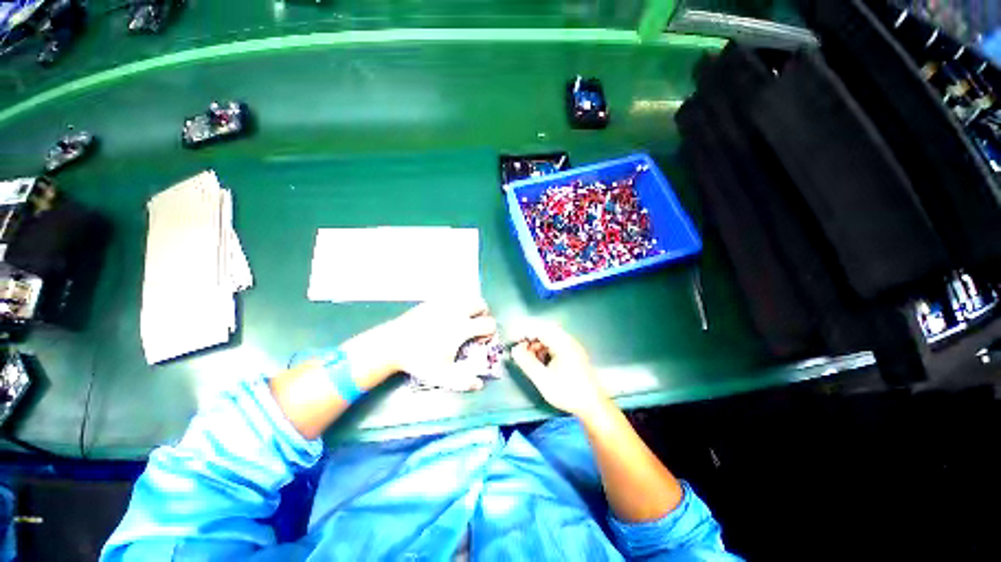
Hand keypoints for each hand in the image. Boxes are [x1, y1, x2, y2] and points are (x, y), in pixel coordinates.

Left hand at [342, 298, 496, 391]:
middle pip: (481, 304)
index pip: (488, 323)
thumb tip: (479, 385)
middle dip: (483, 314)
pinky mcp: (433, 301)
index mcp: (462, 328)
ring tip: (463, 319)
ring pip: (467, 297)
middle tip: (475, 325)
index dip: (490, 332)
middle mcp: (457, 312)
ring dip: (471, 307)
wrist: (393, 344)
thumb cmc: (419, 360)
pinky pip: (452, 297)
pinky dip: (456, 304)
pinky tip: (447, 316)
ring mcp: (444, 304)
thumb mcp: (441, 375)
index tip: (482, 339)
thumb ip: (463, 382)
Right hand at [511, 324, 607, 416]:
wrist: (593, 406)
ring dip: (538, 344)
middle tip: (522, 352)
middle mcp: (569, 340)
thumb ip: (527, 363)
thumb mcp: (543, 379)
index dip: (524, 333)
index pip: (539, 329)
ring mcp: (573, 346)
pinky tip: (543, 362)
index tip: (515, 344)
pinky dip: (546, 349)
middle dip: (531, 339)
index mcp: (562, 343)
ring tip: (531, 358)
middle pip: (545, 330)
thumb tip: (515, 350)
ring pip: (551, 337)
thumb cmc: (567, 392)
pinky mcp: (575, 354)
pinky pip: (557, 344)